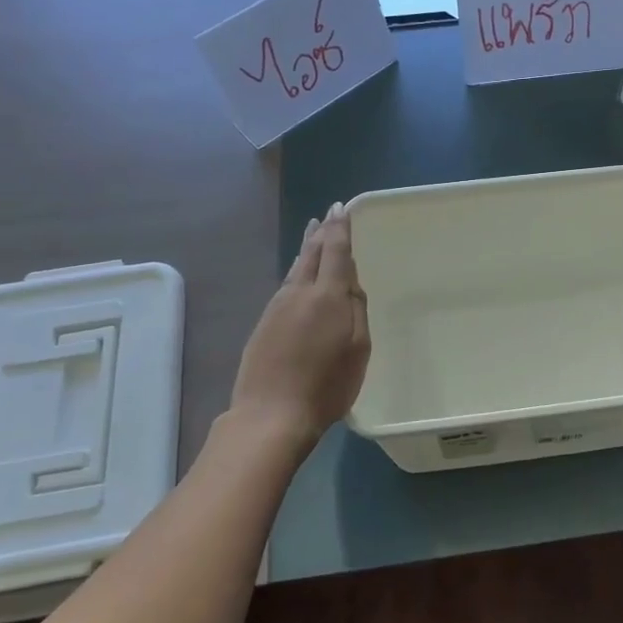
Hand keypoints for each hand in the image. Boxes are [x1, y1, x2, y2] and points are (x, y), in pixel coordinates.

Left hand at [228, 205, 370, 448]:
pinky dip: (296, 271)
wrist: (271, 414)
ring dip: (307, 248)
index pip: (336, 251)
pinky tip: (298, 274)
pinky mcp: (264, 324)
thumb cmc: (327, 385)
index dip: (340, 229)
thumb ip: (357, 311)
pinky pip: (286, 285)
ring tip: (313, 234)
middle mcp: (299, 293)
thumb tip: (351, 283)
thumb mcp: (358, 349)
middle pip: (312, 254)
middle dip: (322, 232)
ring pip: (296, 268)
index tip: (342, 208)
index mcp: (328, 296)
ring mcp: (277, 307)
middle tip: (327, 214)